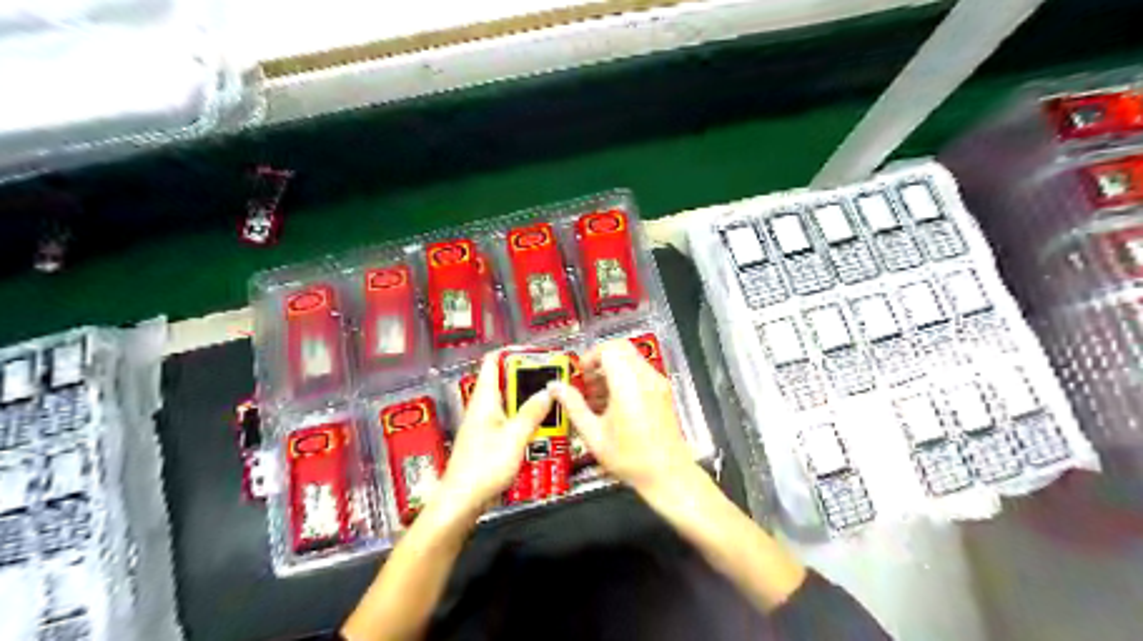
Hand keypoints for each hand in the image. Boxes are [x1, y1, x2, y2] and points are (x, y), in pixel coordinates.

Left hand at [438, 352, 553, 516]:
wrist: (461, 502)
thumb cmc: (485, 466)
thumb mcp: (514, 438)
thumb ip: (532, 413)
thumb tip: (547, 391)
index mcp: (484, 398)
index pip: (492, 361)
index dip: (513, 352)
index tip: (538, 354)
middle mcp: (483, 407)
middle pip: (506, 382)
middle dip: (529, 380)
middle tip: (555, 382)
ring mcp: (485, 424)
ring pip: (510, 404)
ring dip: (530, 403)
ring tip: (555, 404)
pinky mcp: (488, 440)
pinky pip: (510, 422)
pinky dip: (526, 421)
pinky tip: (543, 430)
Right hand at [546, 337, 691, 498]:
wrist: (667, 474)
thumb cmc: (630, 458)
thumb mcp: (594, 434)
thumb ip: (573, 406)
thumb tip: (555, 387)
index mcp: (628, 385)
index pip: (609, 349)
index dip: (590, 356)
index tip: (580, 375)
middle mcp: (646, 378)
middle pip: (621, 349)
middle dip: (600, 360)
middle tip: (587, 383)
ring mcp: (657, 383)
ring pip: (631, 359)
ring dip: (612, 369)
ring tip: (597, 398)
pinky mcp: (663, 391)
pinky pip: (640, 371)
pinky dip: (624, 377)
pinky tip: (613, 404)